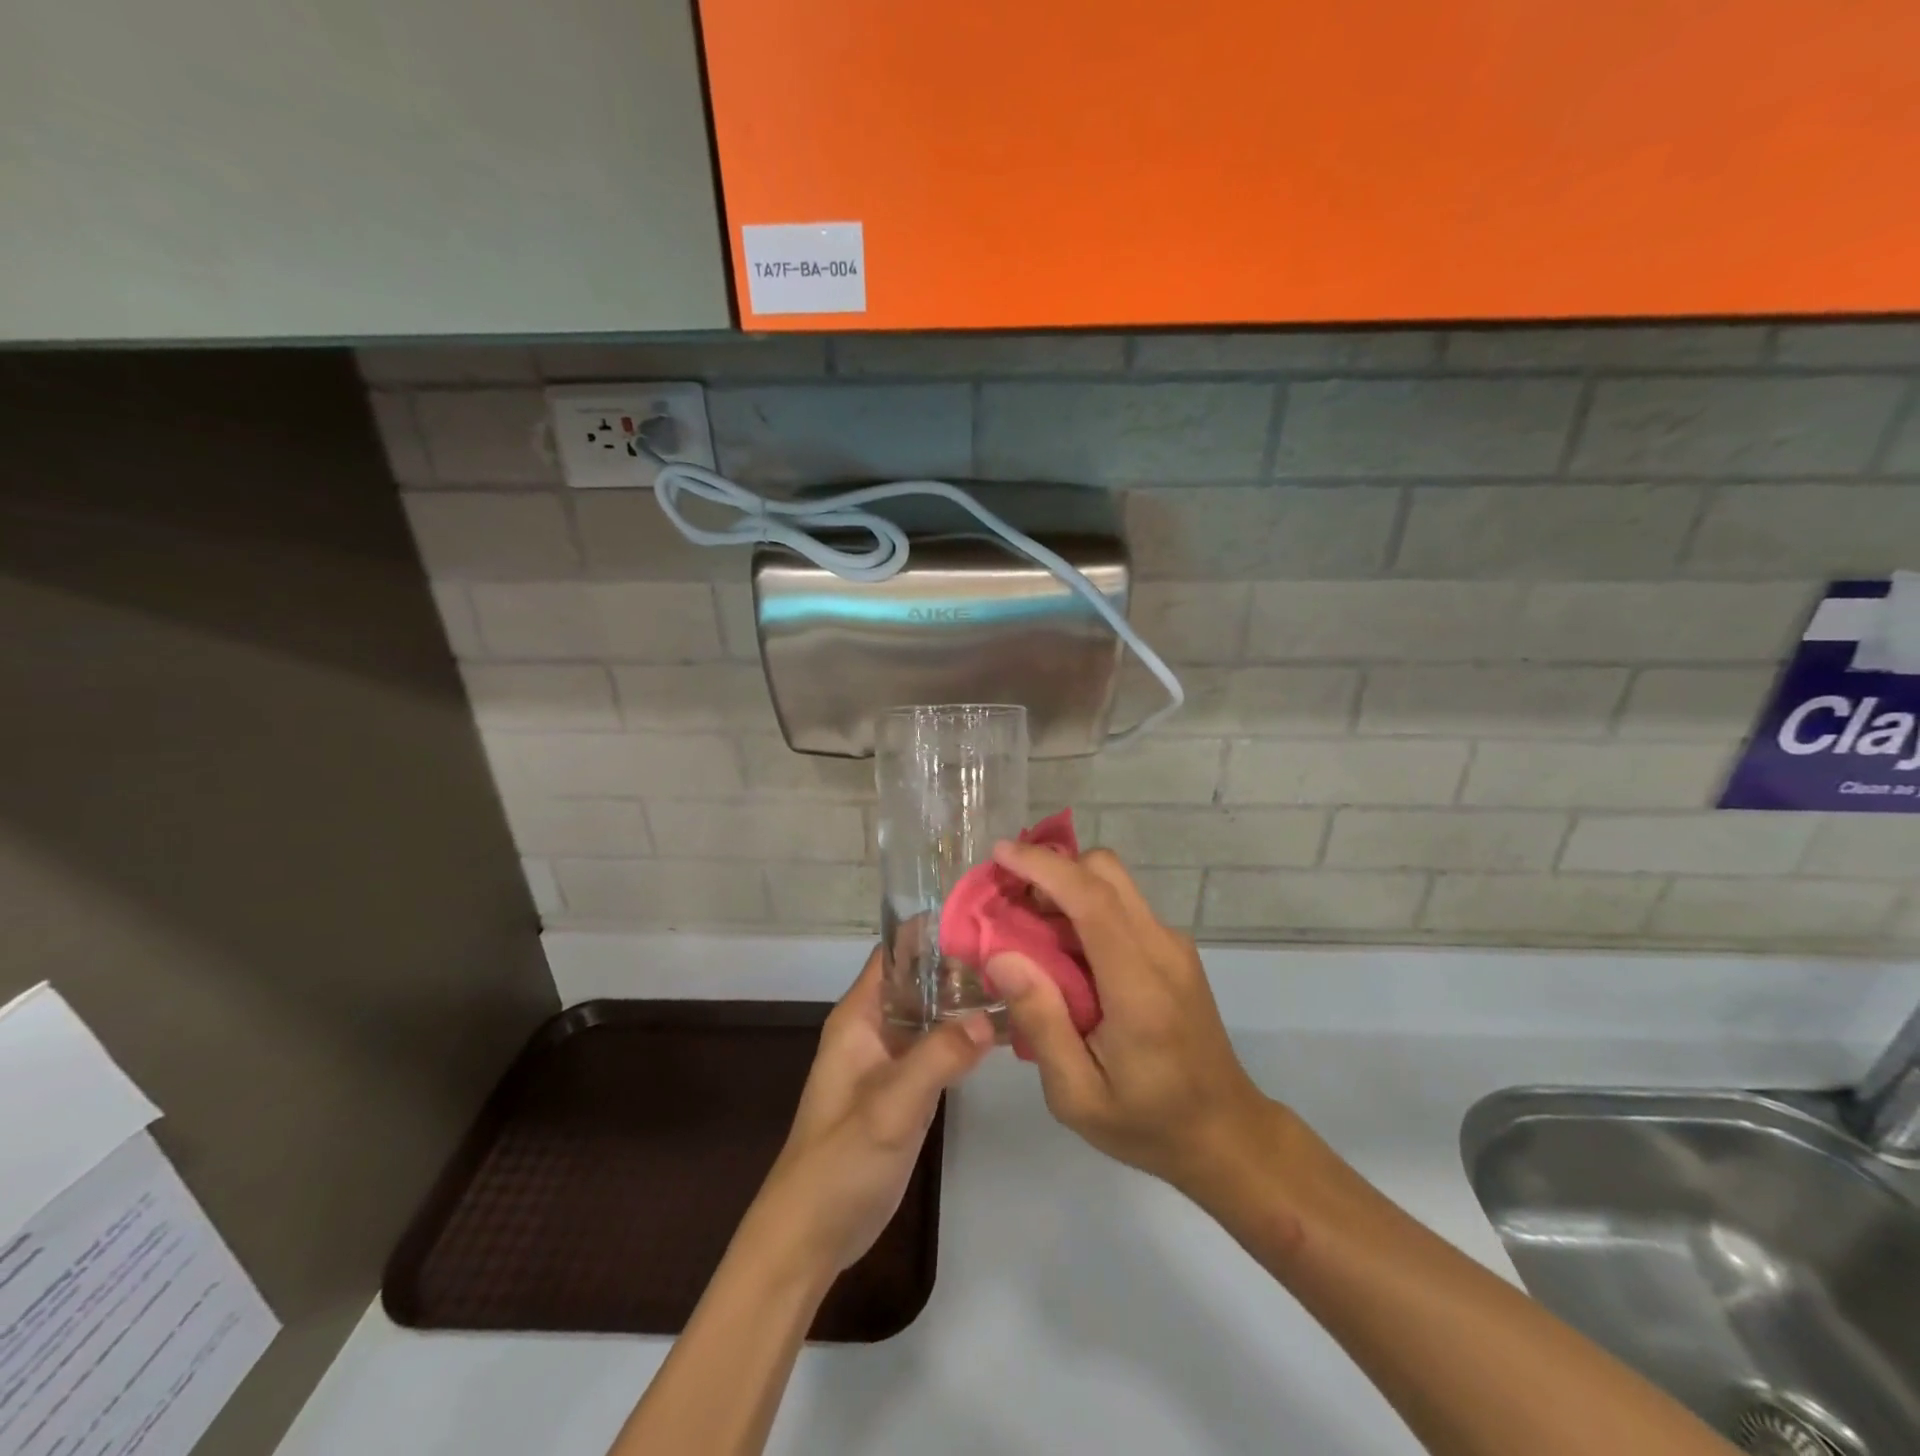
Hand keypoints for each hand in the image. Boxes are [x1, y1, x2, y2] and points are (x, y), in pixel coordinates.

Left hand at [746, 947, 993, 1278]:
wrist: (812, 1234)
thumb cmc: (840, 1161)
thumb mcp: (891, 1105)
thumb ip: (939, 1057)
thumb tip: (991, 1014)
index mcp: (858, 1017)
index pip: (895, 953)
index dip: (933, 931)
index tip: (983, 919)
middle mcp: (874, 1028)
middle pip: (919, 979)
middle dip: (960, 964)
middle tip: (1017, 953)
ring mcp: (891, 1059)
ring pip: (931, 1013)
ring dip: (965, 999)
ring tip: (1020, 982)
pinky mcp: (905, 1089)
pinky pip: (938, 1047)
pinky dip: (965, 1036)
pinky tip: (1003, 1030)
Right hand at [983, 843, 1282, 1202]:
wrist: (1226, 1133)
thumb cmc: (1147, 1122)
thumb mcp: (1077, 1095)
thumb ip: (1040, 1022)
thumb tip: (1001, 957)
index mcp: (1139, 986)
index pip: (1092, 900)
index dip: (1044, 867)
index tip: (1000, 854)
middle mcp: (1163, 949)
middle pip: (1105, 872)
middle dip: (1051, 867)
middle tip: (1009, 897)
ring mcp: (1174, 946)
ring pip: (1115, 883)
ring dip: (1067, 885)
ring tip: (1027, 923)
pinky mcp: (1175, 950)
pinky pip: (1124, 906)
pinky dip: (1085, 904)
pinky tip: (1063, 947)